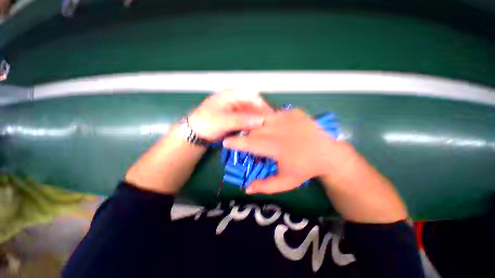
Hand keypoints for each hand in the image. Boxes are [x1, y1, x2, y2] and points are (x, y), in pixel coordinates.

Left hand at [188, 89, 273, 140]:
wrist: (195, 133)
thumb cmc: (206, 123)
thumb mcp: (223, 121)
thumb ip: (241, 120)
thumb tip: (261, 120)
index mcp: (232, 94)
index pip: (253, 97)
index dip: (264, 106)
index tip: (271, 118)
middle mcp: (236, 99)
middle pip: (254, 104)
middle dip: (262, 114)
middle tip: (270, 125)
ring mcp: (237, 108)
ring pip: (252, 112)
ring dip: (257, 120)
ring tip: (265, 129)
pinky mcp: (236, 117)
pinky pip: (248, 119)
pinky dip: (252, 124)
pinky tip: (256, 130)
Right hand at [223, 108, 353, 193]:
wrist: (329, 154)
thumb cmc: (306, 169)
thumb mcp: (286, 182)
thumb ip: (265, 186)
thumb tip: (246, 188)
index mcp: (277, 147)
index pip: (250, 143)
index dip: (235, 142)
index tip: (225, 141)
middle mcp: (280, 129)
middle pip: (254, 128)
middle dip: (246, 134)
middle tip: (244, 138)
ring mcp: (288, 117)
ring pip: (262, 117)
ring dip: (256, 124)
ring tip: (255, 129)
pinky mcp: (295, 112)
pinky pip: (275, 112)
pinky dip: (269, 118)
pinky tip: (272, 124)